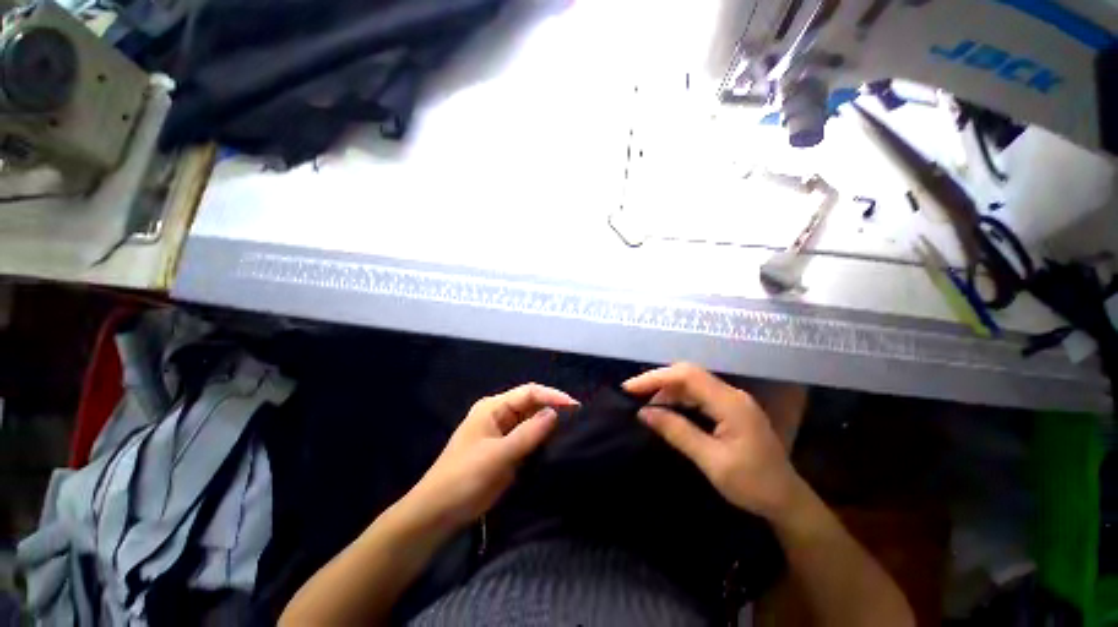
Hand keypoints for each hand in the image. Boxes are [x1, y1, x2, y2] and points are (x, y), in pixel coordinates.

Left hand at [406, 384, 577, 529]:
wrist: (437, 514)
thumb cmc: (464, 478)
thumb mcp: (498, 455)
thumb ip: (528, 434)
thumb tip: (555, 413)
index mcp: (493, 407)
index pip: (529, 392)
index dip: (552, 396)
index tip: (575, 407)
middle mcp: (499, 415)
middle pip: (531, 405)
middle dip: (553, 410)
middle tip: (578, 421)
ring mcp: (501, 433)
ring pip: (531, 422)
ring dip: (548, 426)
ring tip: (572, 431)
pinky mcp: (505, 451)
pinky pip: (527, 440)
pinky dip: (541, 441)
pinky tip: (556, 446)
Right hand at [623, 363, 800, 520]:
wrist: (787, 501)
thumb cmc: (753, 485)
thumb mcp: (712, 461)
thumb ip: (677, 432)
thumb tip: (644, 413)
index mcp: (730, 403)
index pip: (686, 376)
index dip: (656, 378)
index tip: (630, 389)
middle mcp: (731, 394)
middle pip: (688, 374)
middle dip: (658, 381)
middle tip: (633, 394)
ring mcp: (732, 400)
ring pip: (692, 383)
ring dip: (667, 390)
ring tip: (645, 403)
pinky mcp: (730, 409)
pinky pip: (698, 395)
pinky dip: (678, 399)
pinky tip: (666, 409)